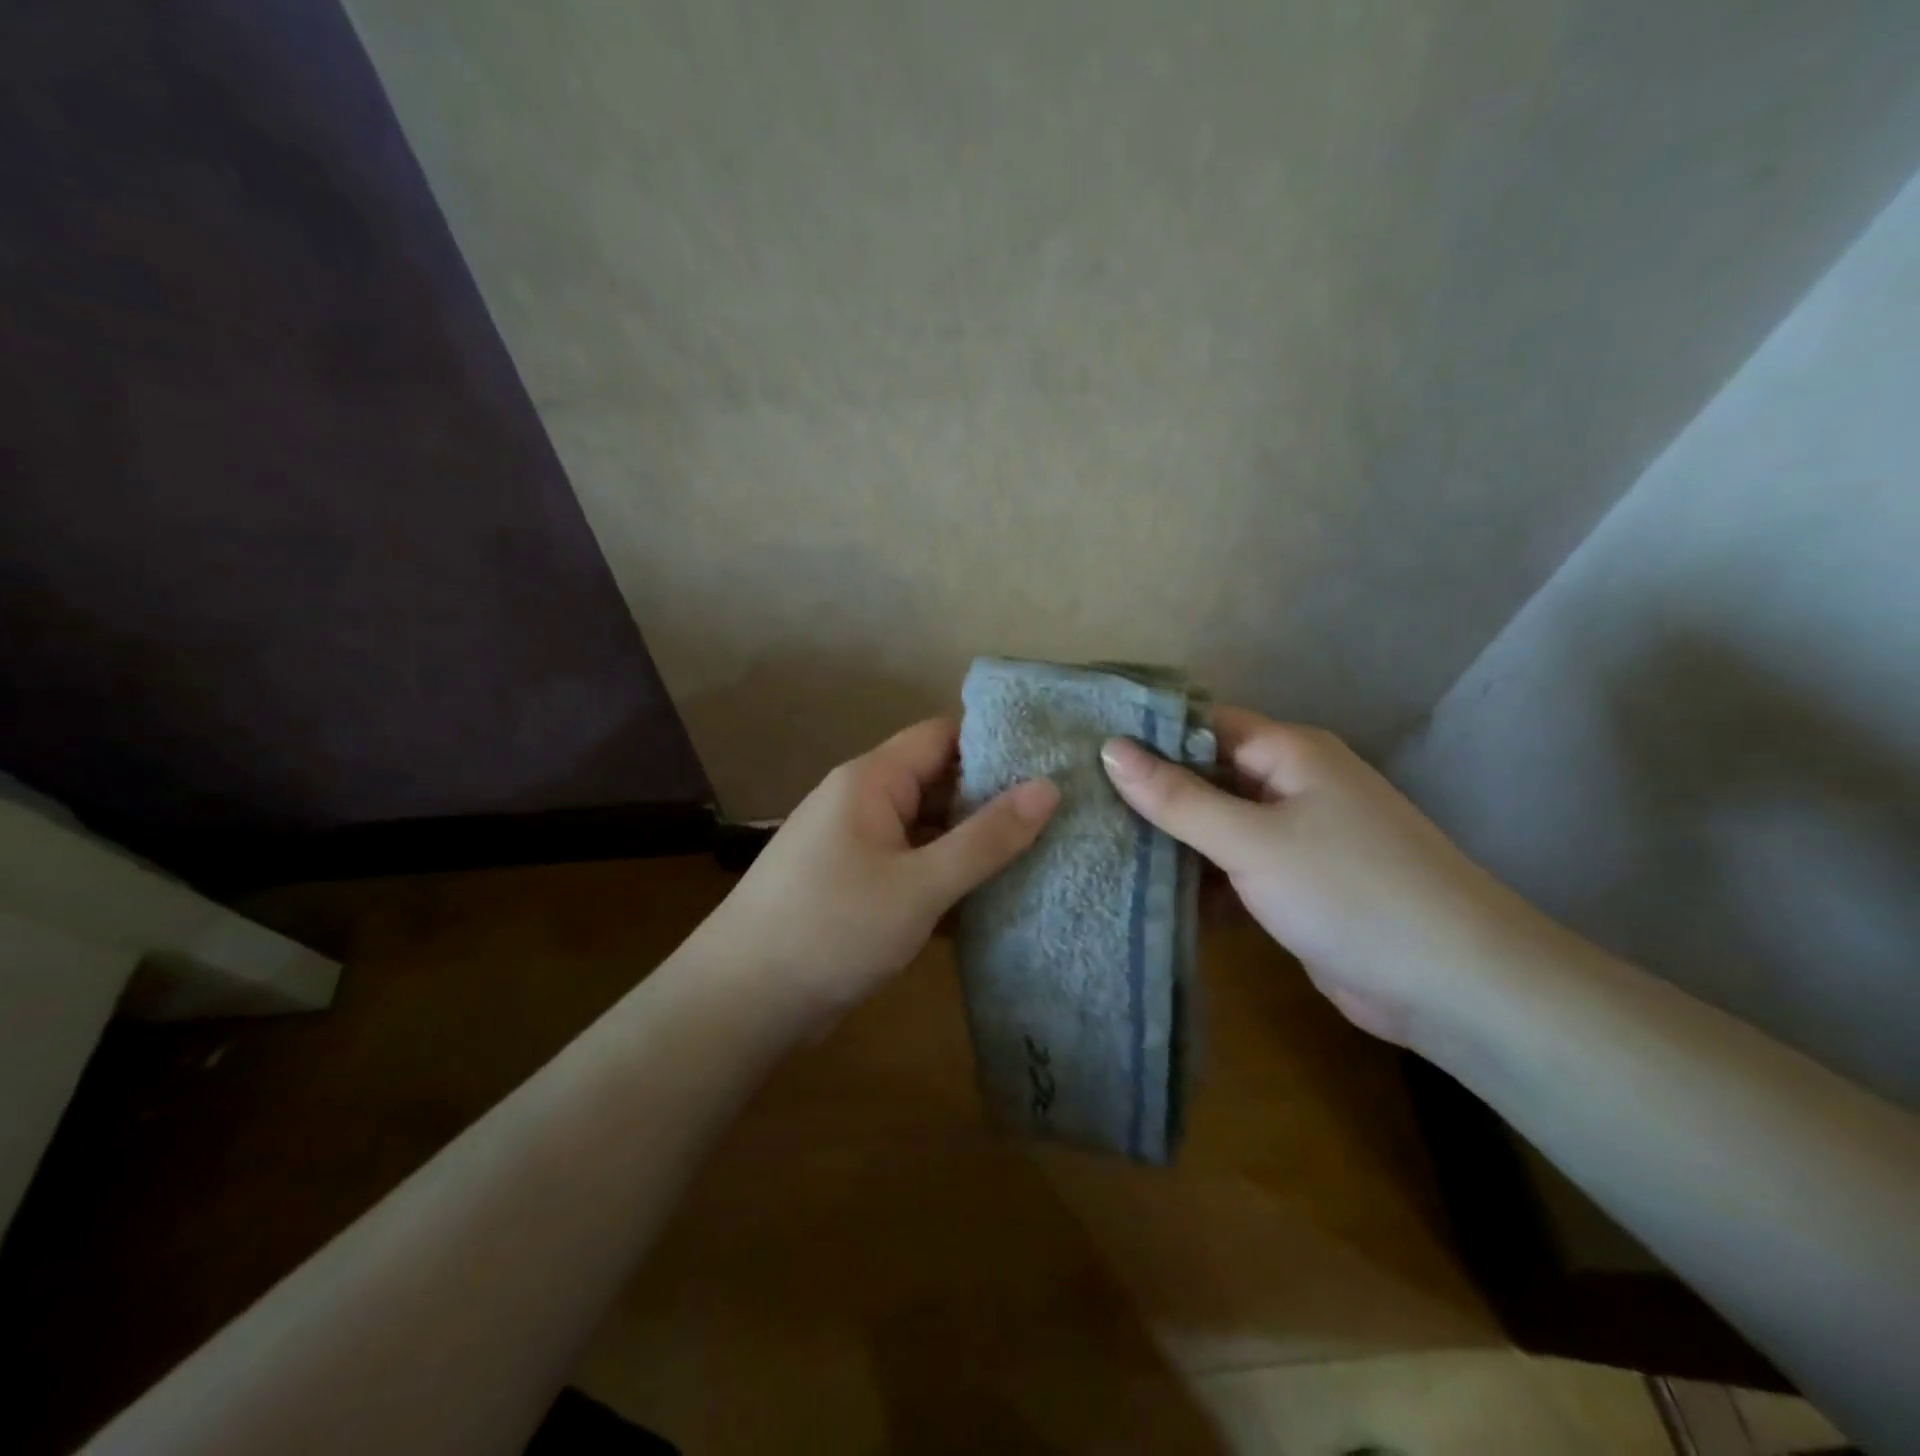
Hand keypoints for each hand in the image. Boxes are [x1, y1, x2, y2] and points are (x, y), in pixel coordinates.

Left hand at [698, 719, 1059, 1022]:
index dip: (995, 742)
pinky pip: (912, 867)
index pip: (942, 736)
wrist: (741, 1003)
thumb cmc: (831, 929)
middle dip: (993, 799)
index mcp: (872, 781)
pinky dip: (947, 878)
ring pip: (927, 830)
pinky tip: (995, 899)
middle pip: (937, 783)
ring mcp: (857, 846)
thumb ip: (986, 838)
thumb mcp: (920, 885)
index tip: (1051, 760)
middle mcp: (863, 803)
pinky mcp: (856, 887)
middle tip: (1061, 815)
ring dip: (973, 844)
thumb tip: (1049, 787)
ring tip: (1044, 853)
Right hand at [1100, 708, 1552, 1046]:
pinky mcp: (1297, 884)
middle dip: (1151, 791)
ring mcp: (1297, 837)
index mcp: (1289, 753)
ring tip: (1096, 844)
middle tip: (1078, 802)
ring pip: (1218, 825)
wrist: (1454, 984)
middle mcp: (1293, 785)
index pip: (1203, 725)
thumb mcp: (1251, 840)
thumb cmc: (1349, 891)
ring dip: (1171, 839)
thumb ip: (1178, 798)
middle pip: (1207, 775)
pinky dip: (1199, 878)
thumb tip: (1110, 748)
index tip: (1084, 749)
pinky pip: (1234, 866)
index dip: (1147, 734)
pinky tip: (1148, 893)